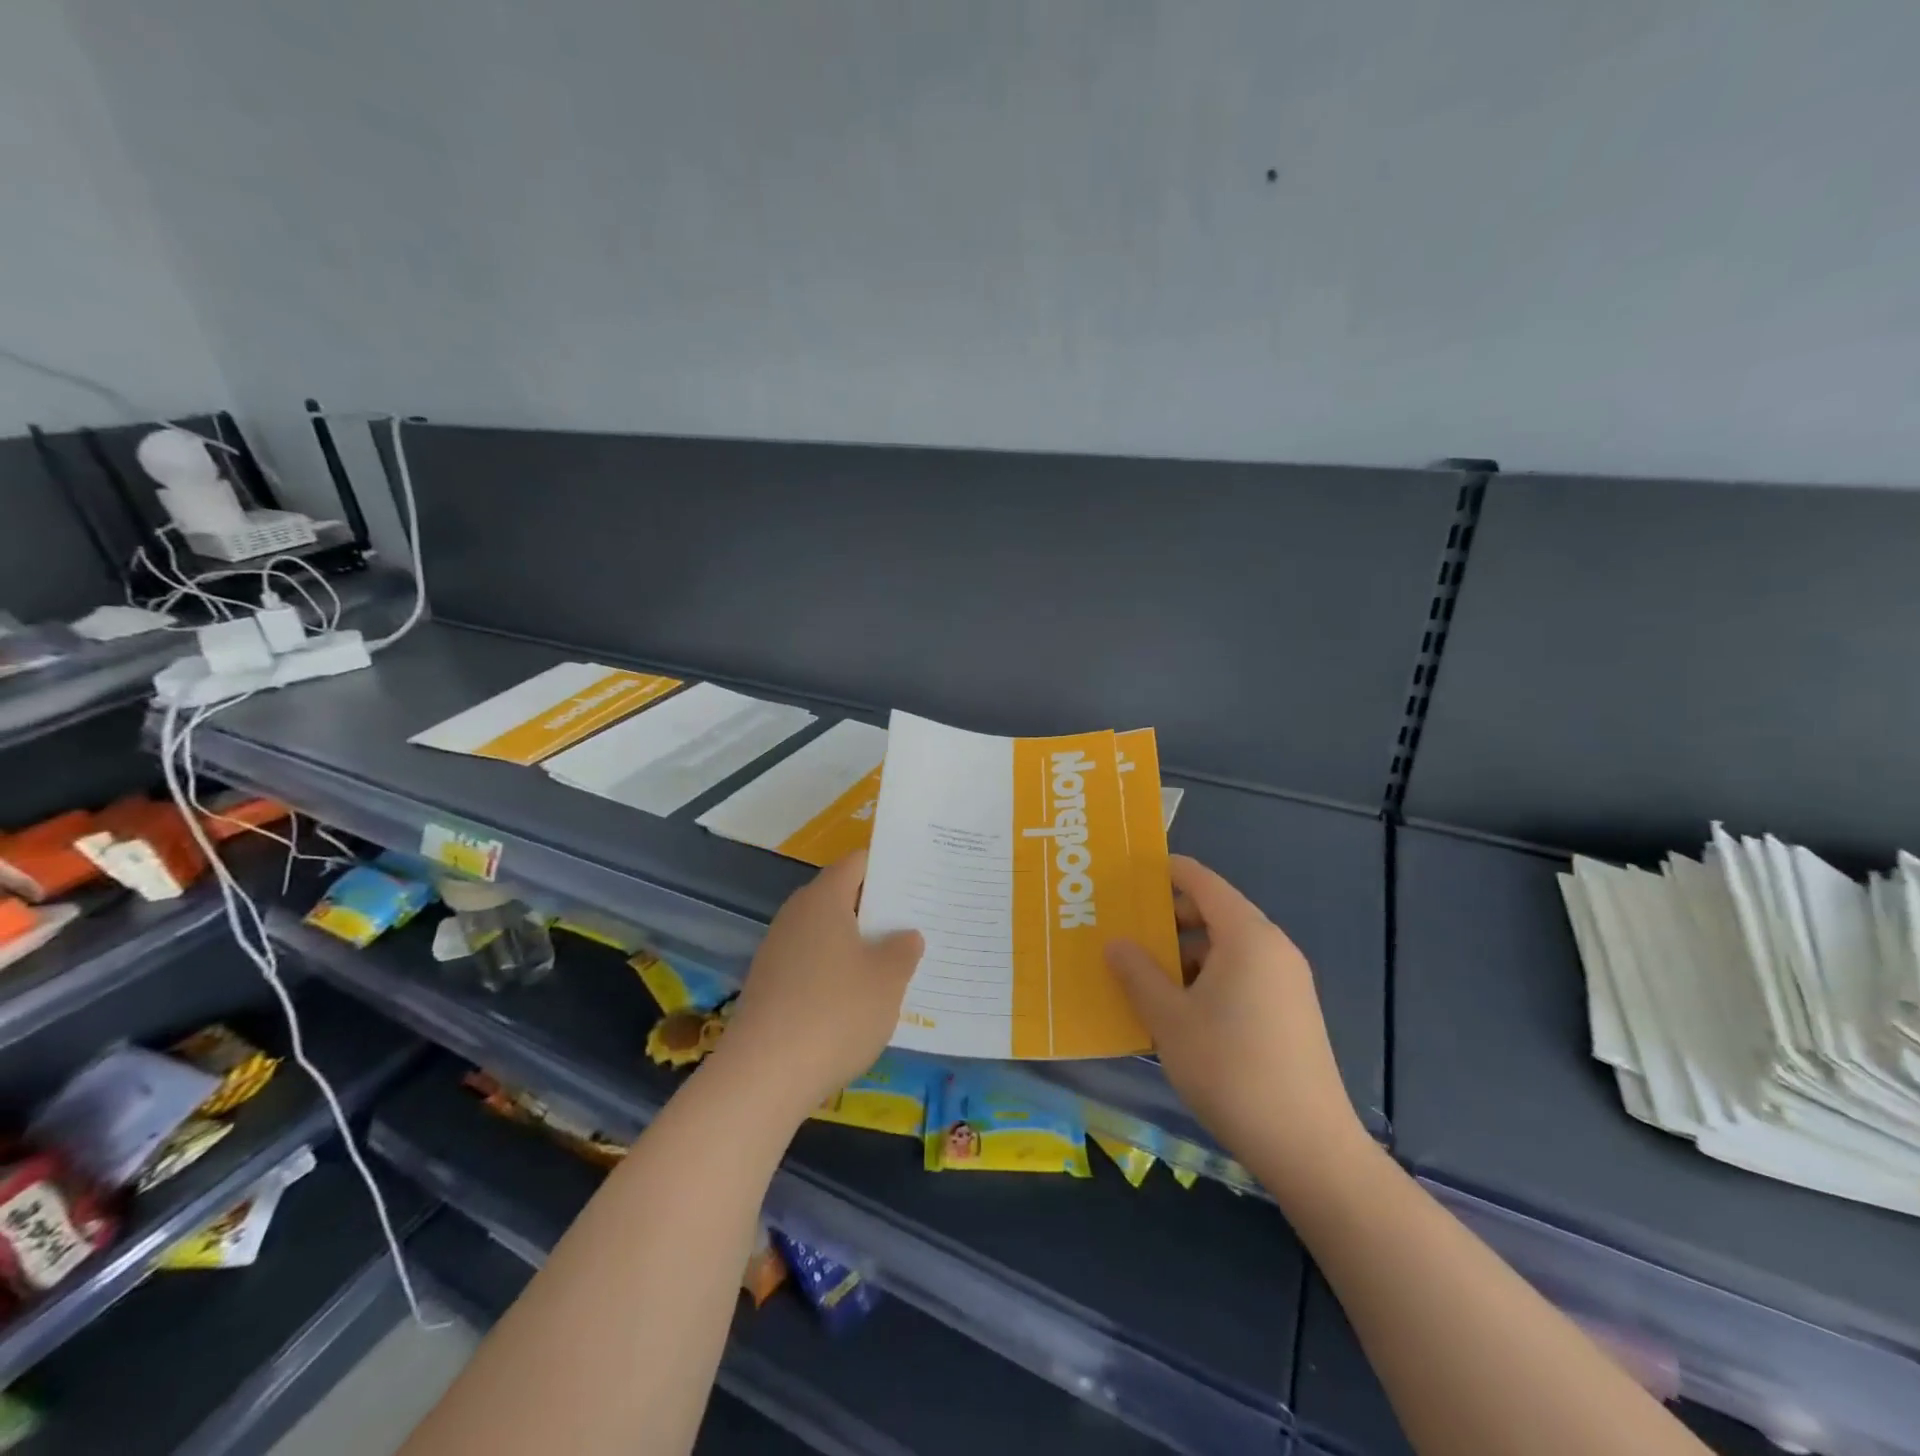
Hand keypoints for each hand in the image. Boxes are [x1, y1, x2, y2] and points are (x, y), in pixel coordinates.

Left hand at [710, 850, 924, 1123]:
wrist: (762, 1077)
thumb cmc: (835, 1013)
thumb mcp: (887, 980)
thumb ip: (903, 950)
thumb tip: (905, 935)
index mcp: (823, 899)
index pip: (857, 863)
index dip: (888, 867)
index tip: (918, 879)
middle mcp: (796, 916)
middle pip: (840, 898)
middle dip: (877, 909)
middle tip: (916, 922)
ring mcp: (777, 952)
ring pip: (827, 935)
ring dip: (857, 945)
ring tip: (895, 964)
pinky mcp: (769, 987)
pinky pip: (812, 966)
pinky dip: (836, 974)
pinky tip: (858, 1001)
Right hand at [1105, 855, 1362, 1182]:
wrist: (1307, 1146)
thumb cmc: (1230, 1069)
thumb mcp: (1169, 1018)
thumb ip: (1137, 973)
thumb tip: (1115, 942)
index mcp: (1247, 936)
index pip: (1202, 881)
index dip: (1166, 871)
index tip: (1128, 874)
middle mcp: (1272, 948)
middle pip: (1215, 912)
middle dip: (1169, 918)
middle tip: (1125, 930)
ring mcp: (1286, 981)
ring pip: (1226, 948)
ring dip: (1185, 953)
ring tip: (1144, 975)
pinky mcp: (1290, 1011)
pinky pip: (1241, 975)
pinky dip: (1207, 978)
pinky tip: (1179, 1009)